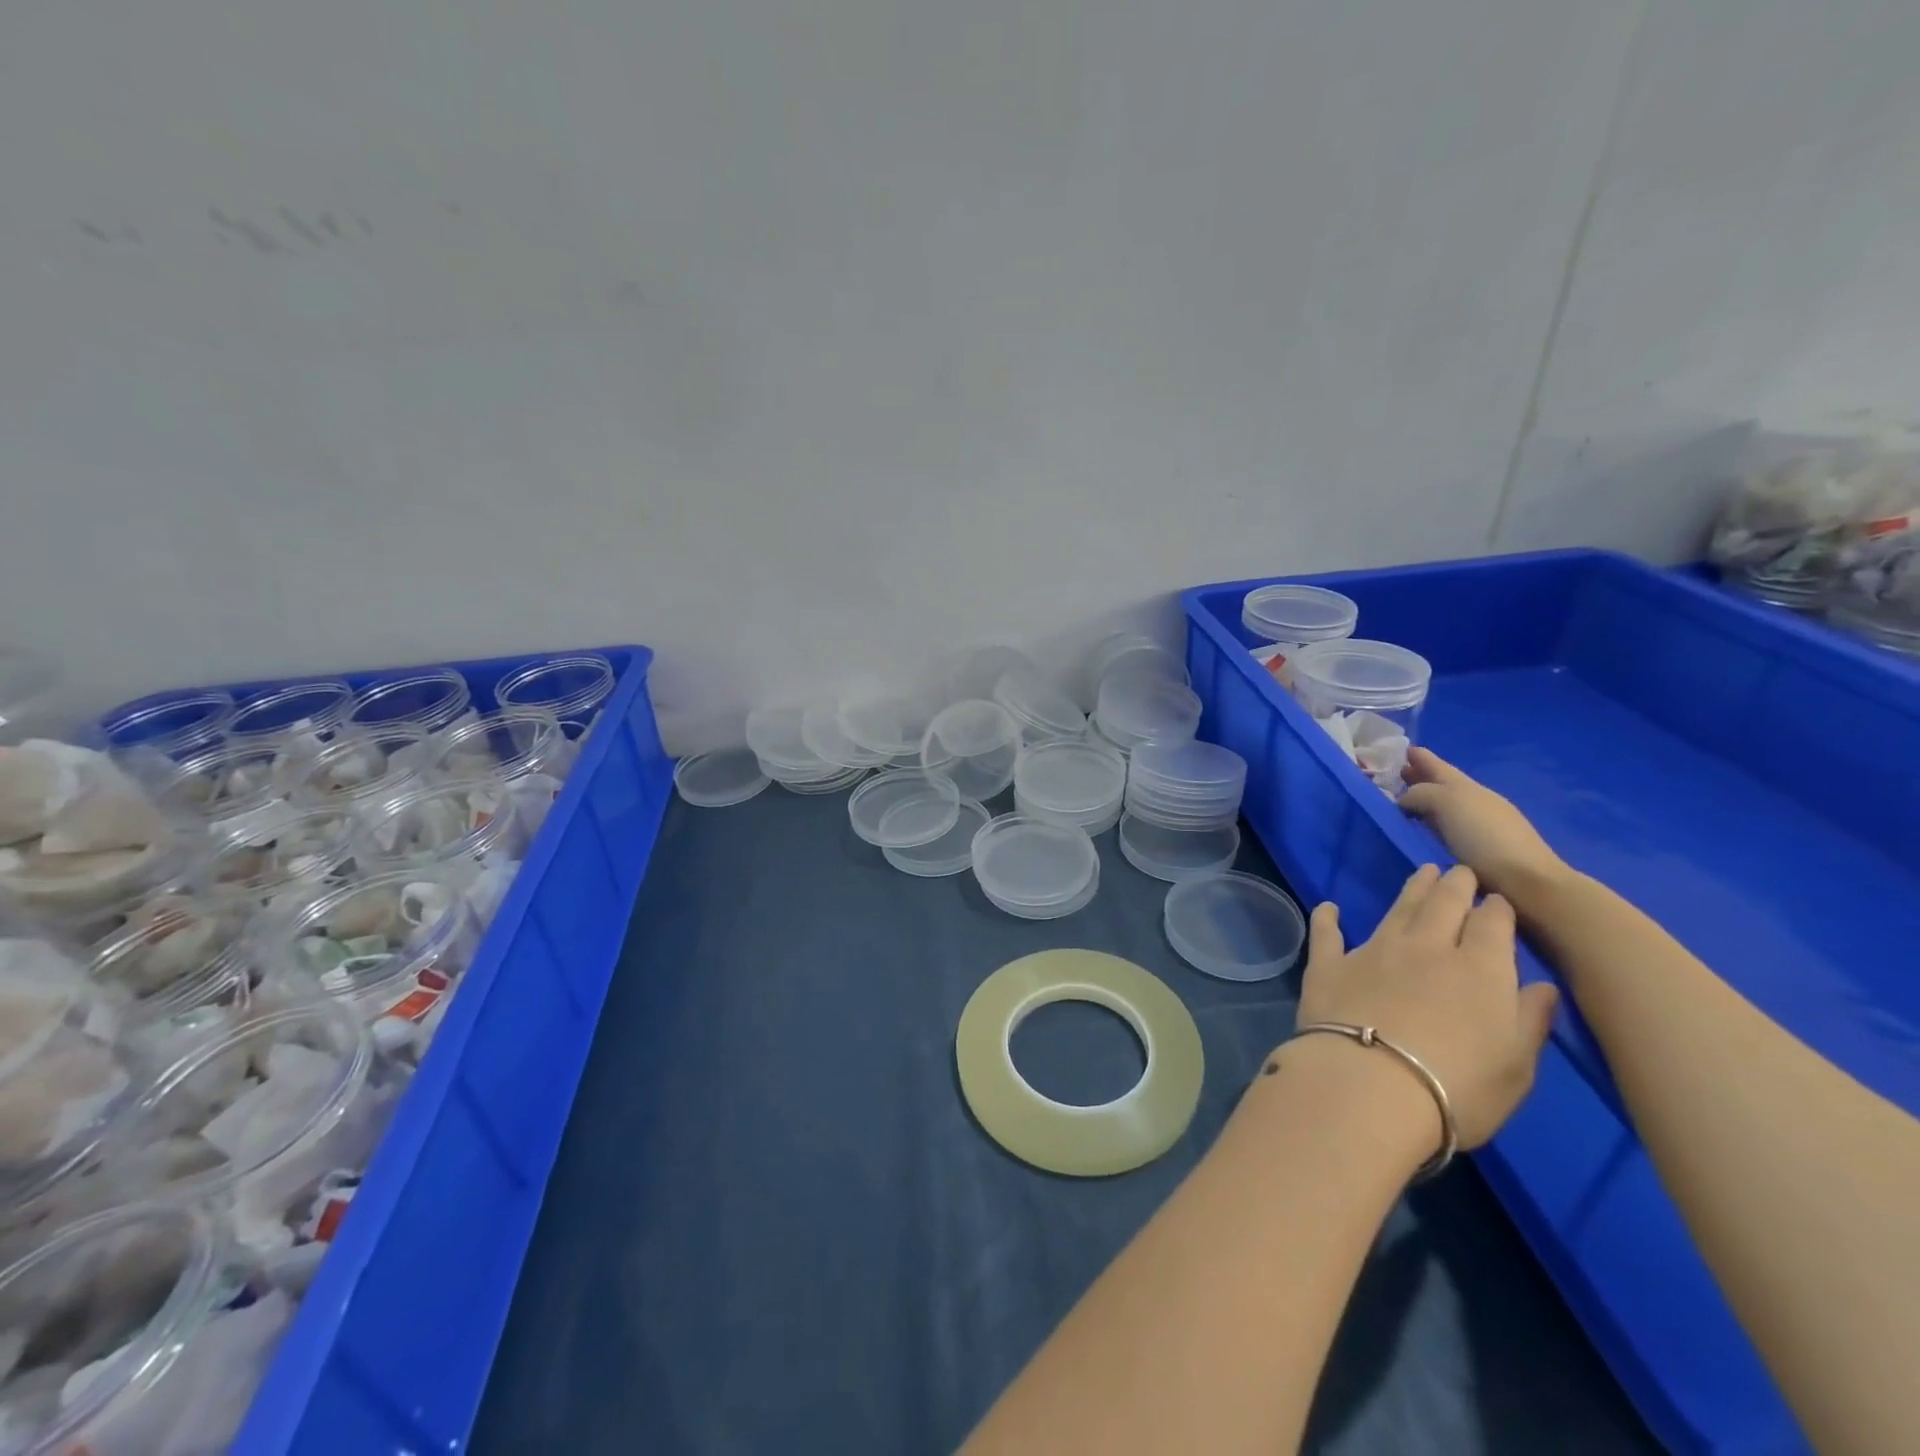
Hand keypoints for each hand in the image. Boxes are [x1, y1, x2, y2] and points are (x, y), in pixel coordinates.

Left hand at [1293, 866, 1557, 1149]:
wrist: (1368, 1086)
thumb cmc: (1457, 1087)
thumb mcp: (1516, 1066)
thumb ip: (1529, 1020)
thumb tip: (1543, 986)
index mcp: (1479, 969)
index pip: (1492, 926)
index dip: (1497, 909)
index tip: (1498, 898)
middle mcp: (1426, 948)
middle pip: (1444, 905)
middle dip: (1455, 885)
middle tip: (1458, 870)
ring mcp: (1373, 952)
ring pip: (1397, 910)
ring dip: (1411, 889)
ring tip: (1421, 873)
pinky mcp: (1329, 965)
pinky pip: (1328, 934)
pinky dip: (1328, 919)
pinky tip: (1328, 907)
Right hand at [1398, 749, 1567, 904]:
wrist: (1527, 883)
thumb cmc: (1485, 837)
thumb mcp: (1447, 803)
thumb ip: (1421, 794)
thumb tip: (1404, 800)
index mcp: (1468, 787)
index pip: (1439, 767)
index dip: (1421, 758)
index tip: (1402, 750)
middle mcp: (1476, 802)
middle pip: (1442, 785)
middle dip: (1420, 779)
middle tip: (1395, 778)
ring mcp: (1481, 828)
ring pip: (1445, 808)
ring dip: (1425, 804)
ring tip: (1403, 808)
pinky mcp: (1480, 854)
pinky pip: (1448, 830)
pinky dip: (1432, 826)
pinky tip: (1423, 834)